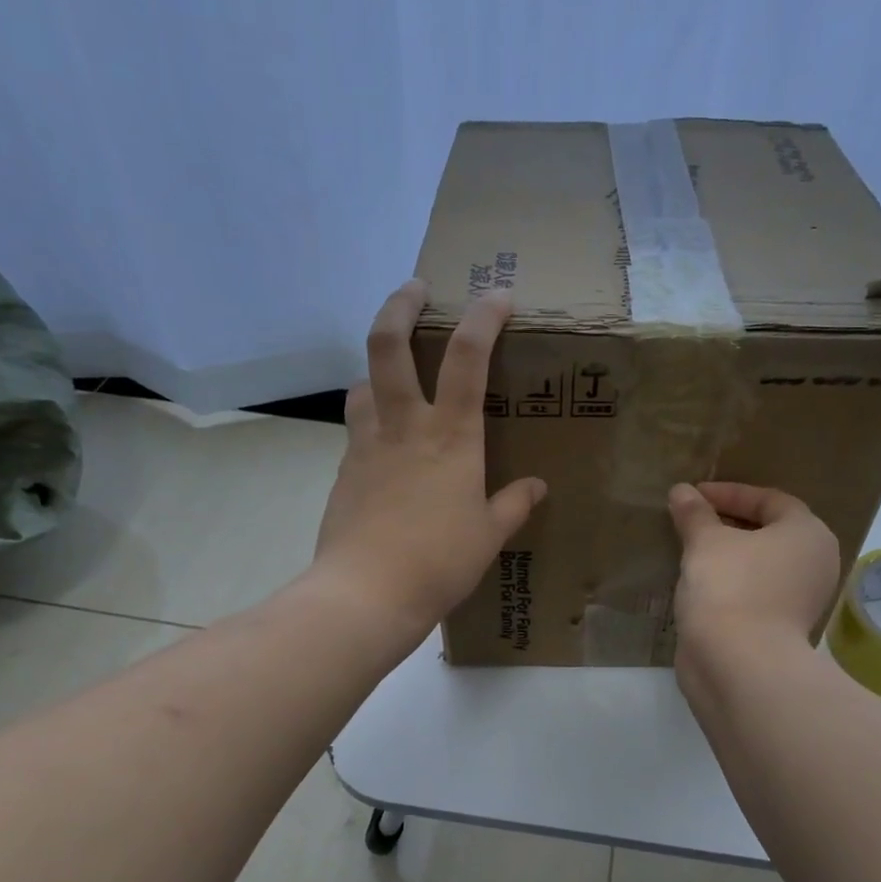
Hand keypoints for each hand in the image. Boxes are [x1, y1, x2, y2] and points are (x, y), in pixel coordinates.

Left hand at [311, 280, 545, 647]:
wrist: (366, 593)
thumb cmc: (439, 562)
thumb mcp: (489, 536)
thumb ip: (513, 505)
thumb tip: (536, 488)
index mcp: (451, 437)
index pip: (468, 357)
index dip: (484, 318)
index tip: (498, 297)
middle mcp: (405, 426)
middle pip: (388, 345)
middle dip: (400, 305)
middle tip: (414, 288)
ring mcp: (367, 445)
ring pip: (363, 383)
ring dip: (377, 368)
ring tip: (394, 377)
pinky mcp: (344, 470)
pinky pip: (357, 428)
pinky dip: (370, 419)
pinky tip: (384, 445)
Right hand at [667, 482, 840, 652]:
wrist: (739, 664)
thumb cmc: (730, 587)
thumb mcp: (705, 542)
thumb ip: (695, 514)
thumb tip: (681, 491)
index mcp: (809, 534)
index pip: (770, 500)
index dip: (730, 493)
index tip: (694, 496)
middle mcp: (814, 564)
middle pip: (769, 532)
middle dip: (729, 524)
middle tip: (693, 520)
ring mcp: (800, 600)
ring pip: (760, 565)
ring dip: (728, 555)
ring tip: (691, 549)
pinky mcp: (780, 629)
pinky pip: (753, 592)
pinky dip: (729, 582)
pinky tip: (700, 583)